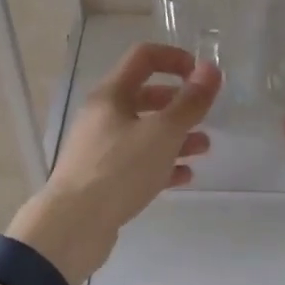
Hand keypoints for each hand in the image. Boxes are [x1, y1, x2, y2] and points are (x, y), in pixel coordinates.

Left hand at [7, 42, 218, 284]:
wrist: (73, 227)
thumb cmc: (119, 171)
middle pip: (145, 96)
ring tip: (204, 148)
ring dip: (176, 136)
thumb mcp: (162, 133)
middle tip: (205, 115)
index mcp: (111, 95)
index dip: (175, 58)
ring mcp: (101, 148)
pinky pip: (138, 162)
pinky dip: (162, 164)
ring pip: (144, 132)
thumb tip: (210, 69)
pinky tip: (184, 176)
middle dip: (179, 102)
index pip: (144, 57)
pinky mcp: (104, 178)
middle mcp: (103, 115)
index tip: (202, 75)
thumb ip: (190, 102)